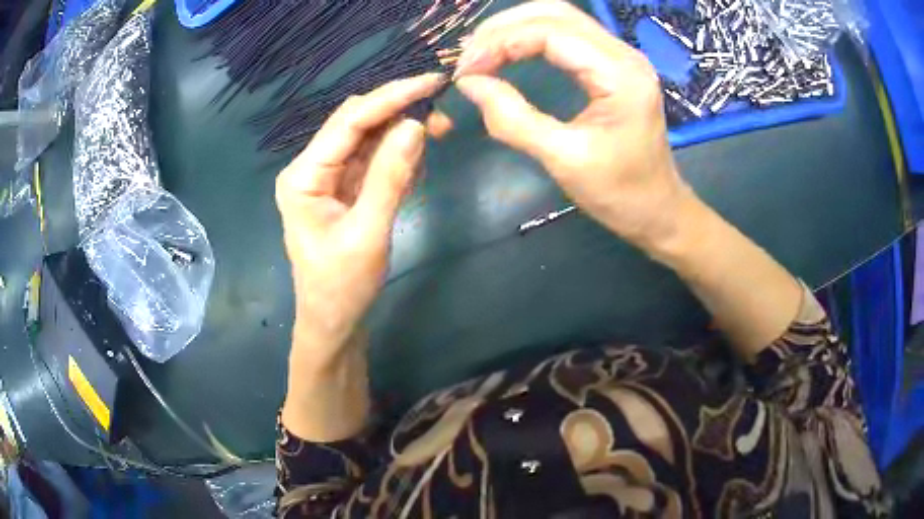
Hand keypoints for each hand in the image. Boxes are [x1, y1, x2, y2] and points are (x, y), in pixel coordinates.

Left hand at [275, 74, 442, 366]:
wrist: (333, 323)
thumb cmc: (342, 287)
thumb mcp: (369, 233)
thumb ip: (390, 177)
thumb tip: (416, 125)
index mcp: (304, 176)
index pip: (350, 121)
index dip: (391, 97)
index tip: (432, 82)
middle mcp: (311, 168)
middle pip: (357, 123)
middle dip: (399, 113)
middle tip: (443, 119)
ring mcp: (327, 177)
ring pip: (368, 138)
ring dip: (402, 134)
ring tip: (436, 139)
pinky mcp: (343, 188)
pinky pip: (372, 159)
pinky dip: (398, 156)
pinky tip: (416, 167)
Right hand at [454, 0, 691, 249]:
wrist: (658, 210)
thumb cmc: (619, 192)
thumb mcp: (563, 159)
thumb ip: (513, 118)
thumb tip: (469, 84)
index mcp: (619, 73)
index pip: (550, 32)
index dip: (500, 43)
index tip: (466, 70)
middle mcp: (623, 54)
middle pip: (554, 13)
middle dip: (503, 28)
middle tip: (469, 57)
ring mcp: (621, 57)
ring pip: (560, 19)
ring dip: (515, 29)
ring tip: (482, 53)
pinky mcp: (614, 67)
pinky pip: (568, 37)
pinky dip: (532, 39)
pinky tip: (510, 54)